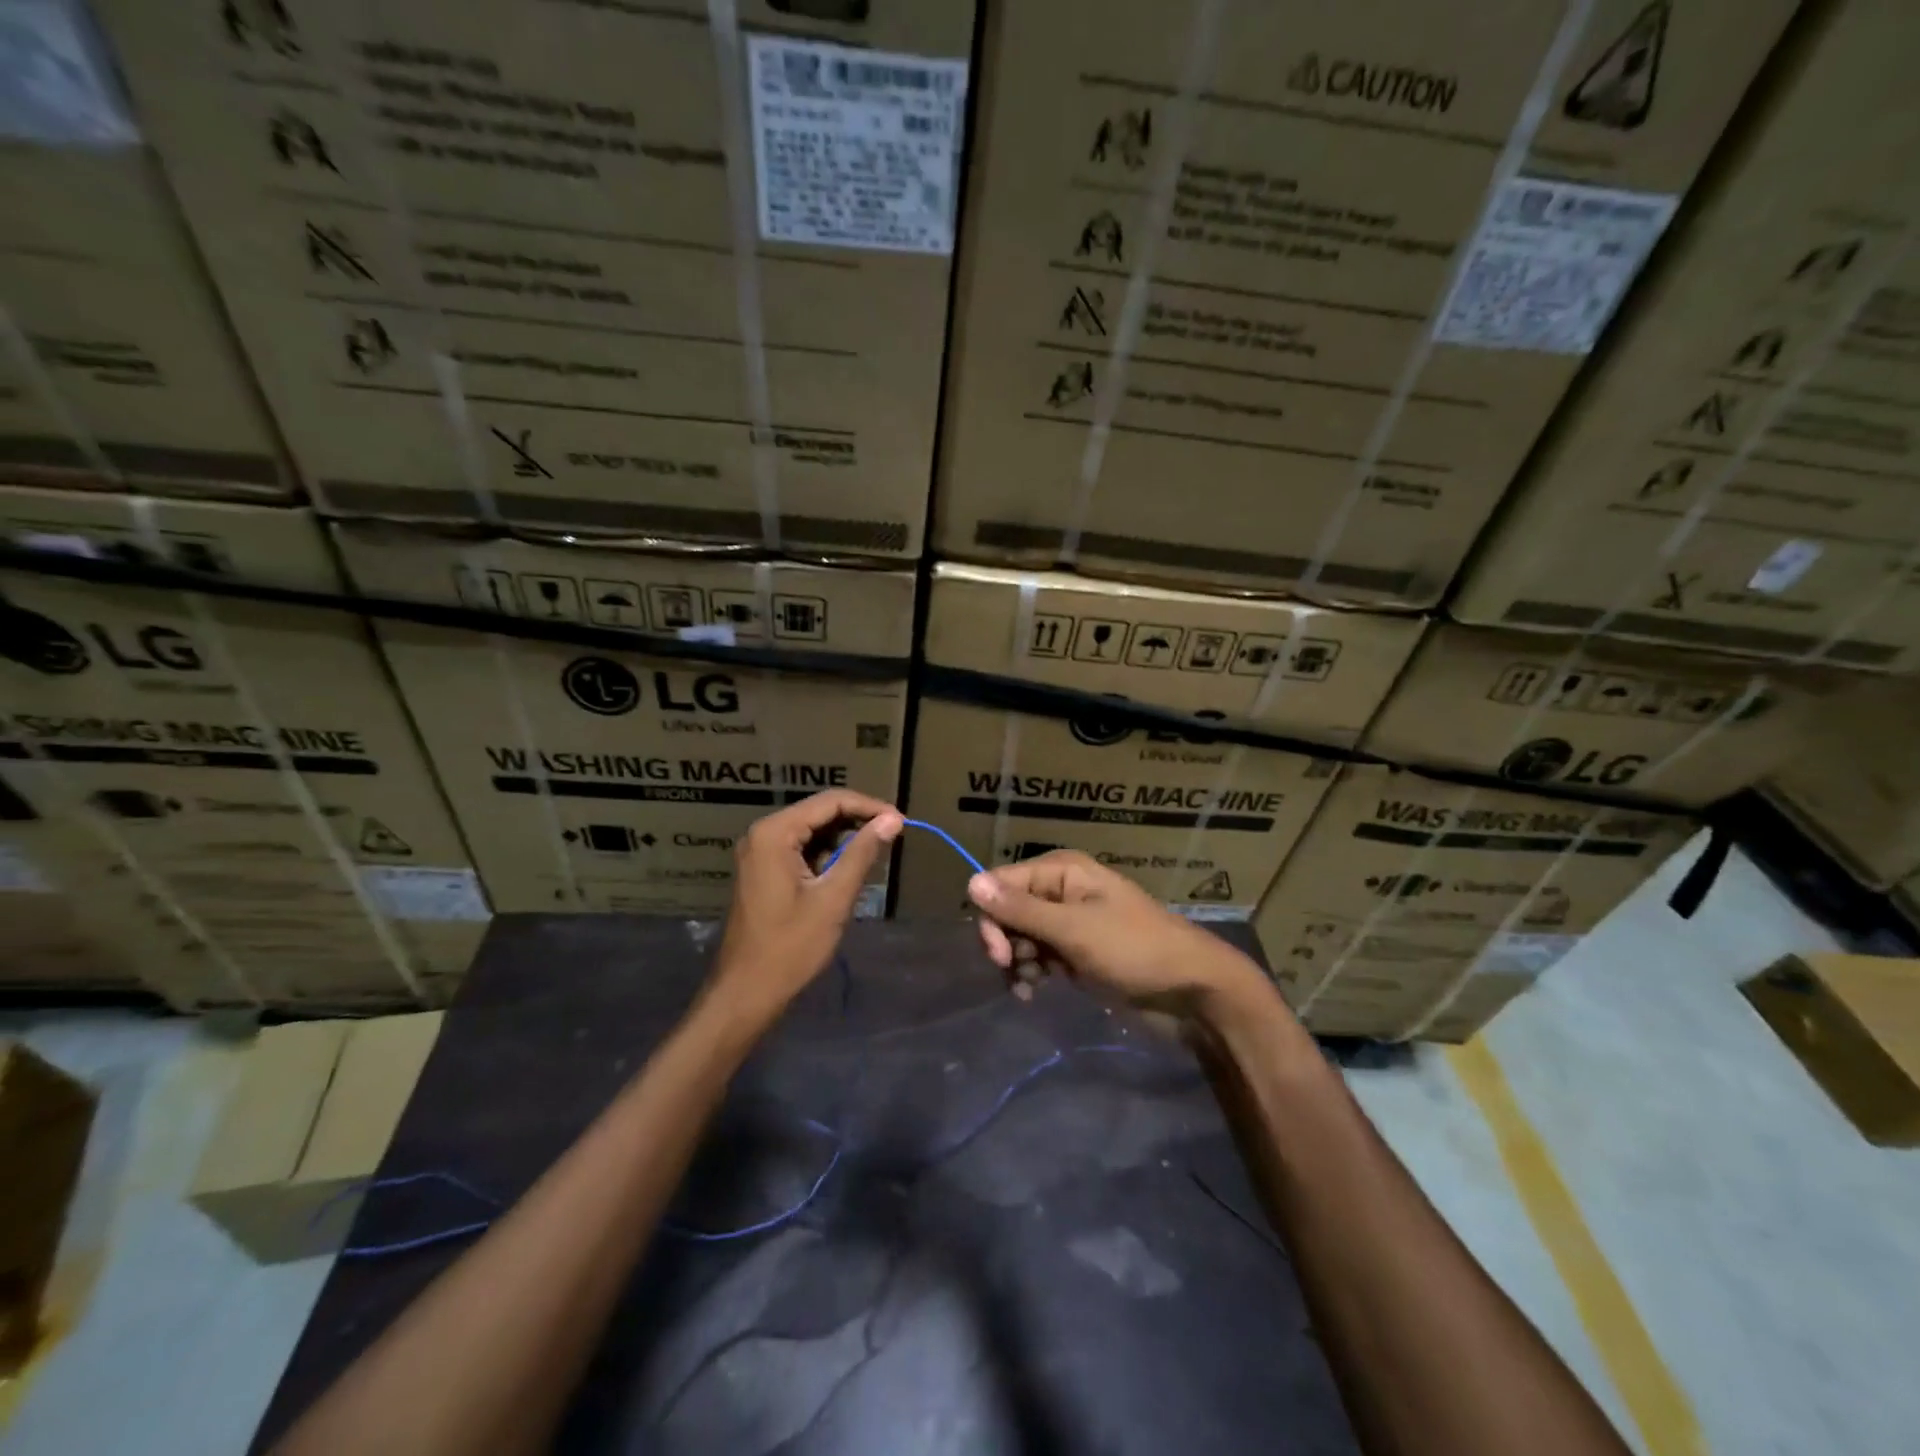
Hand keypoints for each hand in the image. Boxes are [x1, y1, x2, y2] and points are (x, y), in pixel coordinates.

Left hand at [709, 790, 903, 1023]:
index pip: (830, 801)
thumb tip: (892, 820)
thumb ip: (863, 853)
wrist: (746, 993)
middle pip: (819, 812)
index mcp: (775, 833)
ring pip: (811, 831)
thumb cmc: (791, 947)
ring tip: (875, 855)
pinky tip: (847, 871)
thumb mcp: (833, 898)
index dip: (869, 807)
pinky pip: (800, 849)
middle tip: (893, 836)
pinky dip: (826, 855)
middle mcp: (762, 834)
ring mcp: (759, 852)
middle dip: (857, 821)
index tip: (901, 821)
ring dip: (843, 839)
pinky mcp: (762, 871)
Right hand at [968, 851, 1276, 1019]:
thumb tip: (970, 882)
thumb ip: (1021, 909)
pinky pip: (1039, 955)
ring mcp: (1070, 923)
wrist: (1191, 990)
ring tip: (1029, 986)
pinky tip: (1034, 992)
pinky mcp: (1077, 952)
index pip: (1001, 883)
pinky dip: (1032, 972)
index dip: (992, 917)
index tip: (998, 955)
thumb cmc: (1133, 950)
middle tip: (1012, 971)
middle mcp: (1061, 890)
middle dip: (1004, 941)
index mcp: (1061, 871)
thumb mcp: (1073, 929)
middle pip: (1008, 909)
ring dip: (1016, 961)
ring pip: (1020, 935)